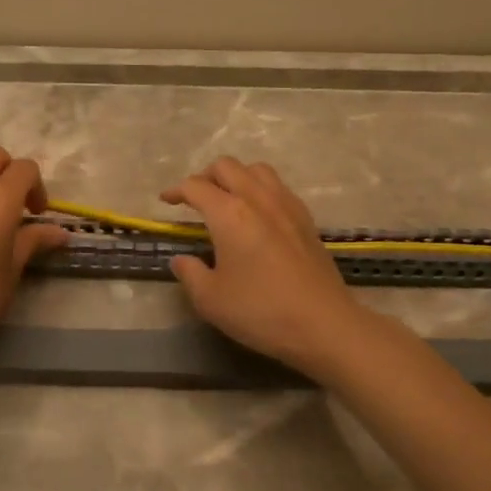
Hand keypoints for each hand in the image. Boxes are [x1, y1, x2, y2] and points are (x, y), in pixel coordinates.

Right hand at [161, 157, 375, 374]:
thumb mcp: (210, 300)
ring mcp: (286, 205)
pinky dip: (260, 189)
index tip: (166, 201)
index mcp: (229, 213)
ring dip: (236, 176)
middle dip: (205, 176)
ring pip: (256, 170)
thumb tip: (182, 259)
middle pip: (227, 167)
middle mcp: (257, 198)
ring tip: (227, 199)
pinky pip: (278, 187)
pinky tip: (258, 214)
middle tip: (195, 199)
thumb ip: (189, 273)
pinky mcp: (306, 218)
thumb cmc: (261, 311)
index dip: (176, 191)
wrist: (323, 324)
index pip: (196, 187)